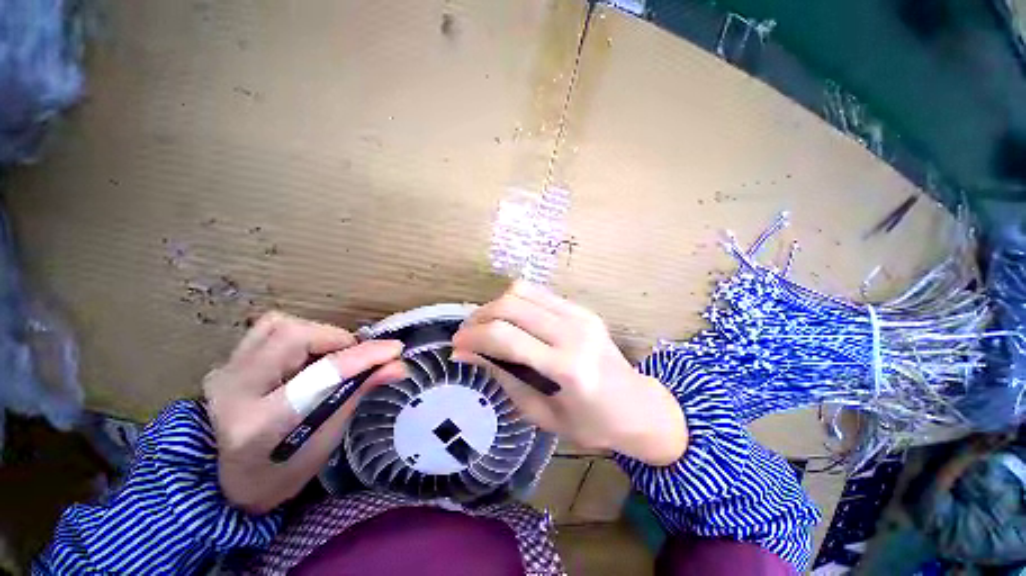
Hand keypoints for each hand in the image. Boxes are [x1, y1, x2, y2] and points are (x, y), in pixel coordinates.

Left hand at [203, 312, 403, 513]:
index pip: (319, 376)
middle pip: (292, 336)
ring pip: (278, 325)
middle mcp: (234, 391)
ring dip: (318, 334)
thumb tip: (397, 366)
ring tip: (333, 355)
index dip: (362, 357)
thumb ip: (359, 392)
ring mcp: (225, 373)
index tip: (395, 350)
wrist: (231, 481)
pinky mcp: (227, 363)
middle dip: (337, 339)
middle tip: (356, 357)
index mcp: (260, 425)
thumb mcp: (328, 438)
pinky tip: (308, 354)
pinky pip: (267, 329)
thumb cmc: (286, 470)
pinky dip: (299, 333)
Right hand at [452, 282, 686, 465]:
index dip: (473, 337)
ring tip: (485, 325)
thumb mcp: (543, 415)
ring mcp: (580, 315)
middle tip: (466, 335)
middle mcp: (574, 332)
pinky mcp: (582, 309)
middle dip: (479, 317)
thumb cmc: (594, 425)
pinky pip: (539, 293)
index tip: (455, 345)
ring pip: (523, 291)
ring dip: (496, 305)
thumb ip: (504, 380)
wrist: (641, 407)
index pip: (507, 337)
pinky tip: (510, 319)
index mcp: (568, 368)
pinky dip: (516, 301)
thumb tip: (468, 355)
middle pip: (511, 306)